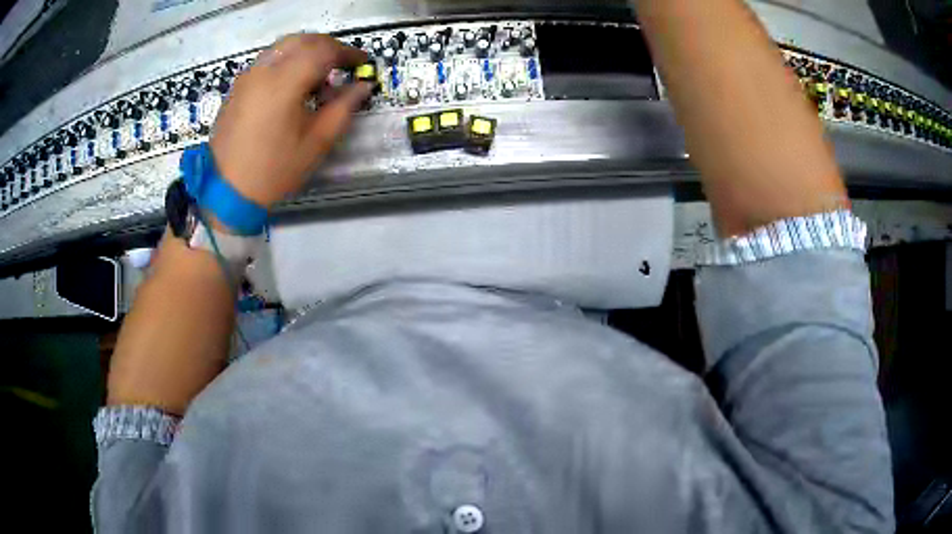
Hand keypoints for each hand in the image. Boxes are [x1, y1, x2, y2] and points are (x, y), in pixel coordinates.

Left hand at [210, 34, 371, 208]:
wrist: (226, 191)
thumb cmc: (274, 170)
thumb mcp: (317, 142)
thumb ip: (344, 108)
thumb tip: (363, 85)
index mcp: (284, 82)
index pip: (323, 50)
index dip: (348, 53)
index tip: (364, 63)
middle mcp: (263, 70)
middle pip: (303, 40)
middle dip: (328, 47)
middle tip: (343, 65)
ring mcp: (247, 76)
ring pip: (283, 46)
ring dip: (307, 51)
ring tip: (319, 74)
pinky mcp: (238, 86)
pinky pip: (268, 60)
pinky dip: (288, 60)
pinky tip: (293, 83)